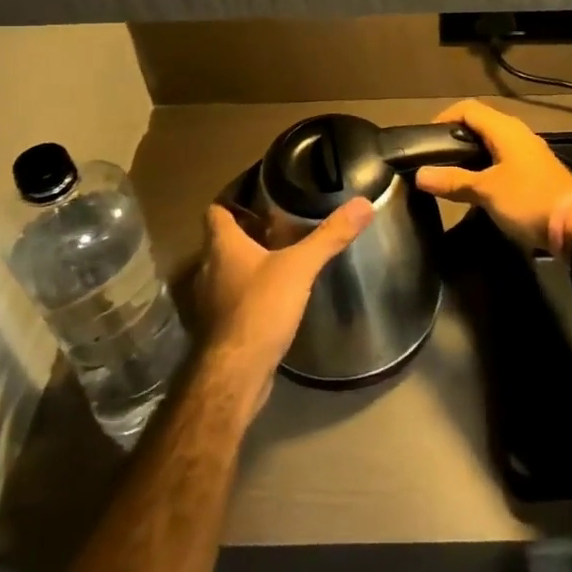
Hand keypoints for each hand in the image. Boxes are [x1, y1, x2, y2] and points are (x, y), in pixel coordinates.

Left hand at [196, 198, 373, 408]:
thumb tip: (363, 204)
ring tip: (279, 258)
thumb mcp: (300, 267)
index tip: (257, 196)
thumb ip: (329, 236)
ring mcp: (210, 303)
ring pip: (225, 272)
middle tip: (278, 224)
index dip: (232, 201)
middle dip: (246, 233)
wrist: (235, 375)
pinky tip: (273, 298)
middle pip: (221, 242)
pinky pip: (232, 300)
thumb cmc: (260, 308)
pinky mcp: (219, 329)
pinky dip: (248, 293)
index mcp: (222, 247)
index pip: (216, 212)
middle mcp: (208, 270)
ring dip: (246, 265)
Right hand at [413, 99, 571, 253]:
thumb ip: (453, 181)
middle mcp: (517, 133)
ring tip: (450, 174)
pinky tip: (477, 187)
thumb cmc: (528, 200)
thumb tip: (420, 174)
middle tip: (434, 158)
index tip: (425, 140)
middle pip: (480, 124)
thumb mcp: (486, 191)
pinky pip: (503, 159)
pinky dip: (485, 167)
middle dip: (455, 137)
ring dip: (471, 154)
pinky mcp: (535, 171)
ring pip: (492, 143)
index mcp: (505, 129)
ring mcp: (528, 152)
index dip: (443, 118)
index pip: (467, 109)